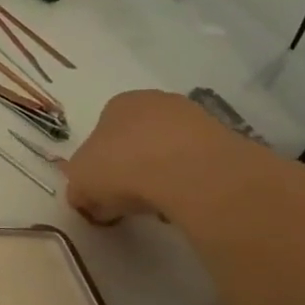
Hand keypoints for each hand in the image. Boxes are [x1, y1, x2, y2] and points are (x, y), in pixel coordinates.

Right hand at [65, 89, 233, 224]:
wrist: (187, 172)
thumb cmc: (121, 167)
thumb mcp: (80, 184)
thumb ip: (79, 188)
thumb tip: (85, 198)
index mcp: (117, 104)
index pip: (103, 130)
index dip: (100, 162)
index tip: (102, 189)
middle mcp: (156, 101)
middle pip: (138, 136)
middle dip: (133, 164)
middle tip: (129, 197)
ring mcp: (194, 116)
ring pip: (170, 149)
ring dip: (164, 172)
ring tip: (160, 203)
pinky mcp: (225, 139)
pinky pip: (198, 163)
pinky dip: (191, 180)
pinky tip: (186, 199)